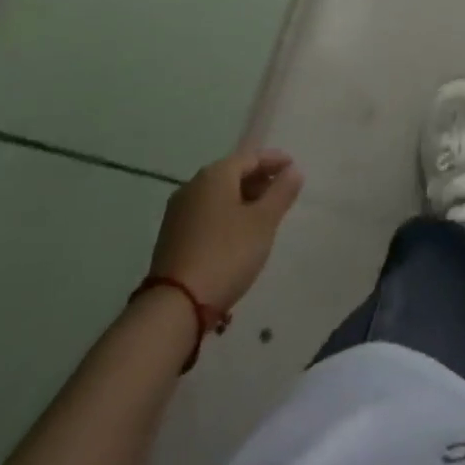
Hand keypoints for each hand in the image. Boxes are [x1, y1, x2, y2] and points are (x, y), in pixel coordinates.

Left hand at [149, 148, 302, 313]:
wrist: (174, 307)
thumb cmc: (226, 255)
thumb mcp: (263, 222)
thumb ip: (281, 192)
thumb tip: (293, 170)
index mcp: (215, 174)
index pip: (251, 157)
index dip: (275, 160)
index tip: (293, 168)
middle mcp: (193, 185)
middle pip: (232, 174)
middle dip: (258, 180)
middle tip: (280, 193)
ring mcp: (178, 212)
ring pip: (218, 195)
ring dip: (242, 199)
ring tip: (262, 216)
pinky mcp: (171, 237)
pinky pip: (205, 214)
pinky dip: (225, 215)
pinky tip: (236, 234)